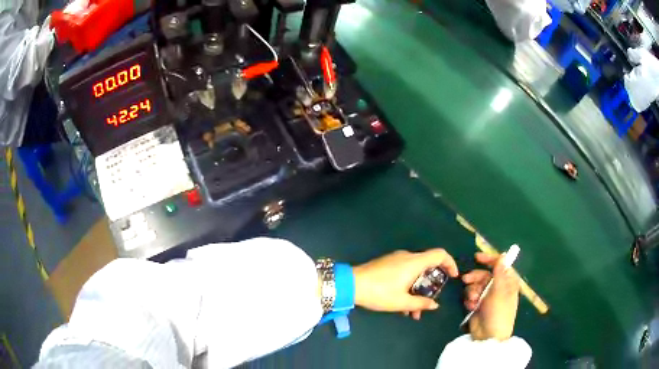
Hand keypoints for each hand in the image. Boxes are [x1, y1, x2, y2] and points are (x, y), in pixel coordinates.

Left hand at [353, 249, 458, 319]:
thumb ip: (420, 304)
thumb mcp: (401, 302)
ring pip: (415, 273)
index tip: (453, 277)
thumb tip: (434, 305)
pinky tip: (401, 305)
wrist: (351, 284)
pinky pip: (405, 273)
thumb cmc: (379, 293)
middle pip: (428, 266)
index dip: (450, 263)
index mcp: (414, 262)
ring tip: (412, 313)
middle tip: (428, 303)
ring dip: (417, 291)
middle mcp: (407, 257)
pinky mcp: (387, 264)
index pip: (440, 254)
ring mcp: (396, 259)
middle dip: (431, 286)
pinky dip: (408, 286)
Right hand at [462, 253, 519, 340]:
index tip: (477, 257)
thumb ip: (499, 272)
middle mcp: (498, 287)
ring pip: (476, 285)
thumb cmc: (498, 311)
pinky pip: (471, 296)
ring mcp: (488, 297)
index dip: (489, 260)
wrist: (488, 336)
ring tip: (472, 300)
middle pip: (484, 275)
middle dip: (475, 278)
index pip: (499, 265)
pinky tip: (471, 307)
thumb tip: (503, 254)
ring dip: (472, 291)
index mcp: (507, 282)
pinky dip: (470, 300)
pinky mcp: (478, 305)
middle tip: (465, 279)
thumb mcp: (499, 291)